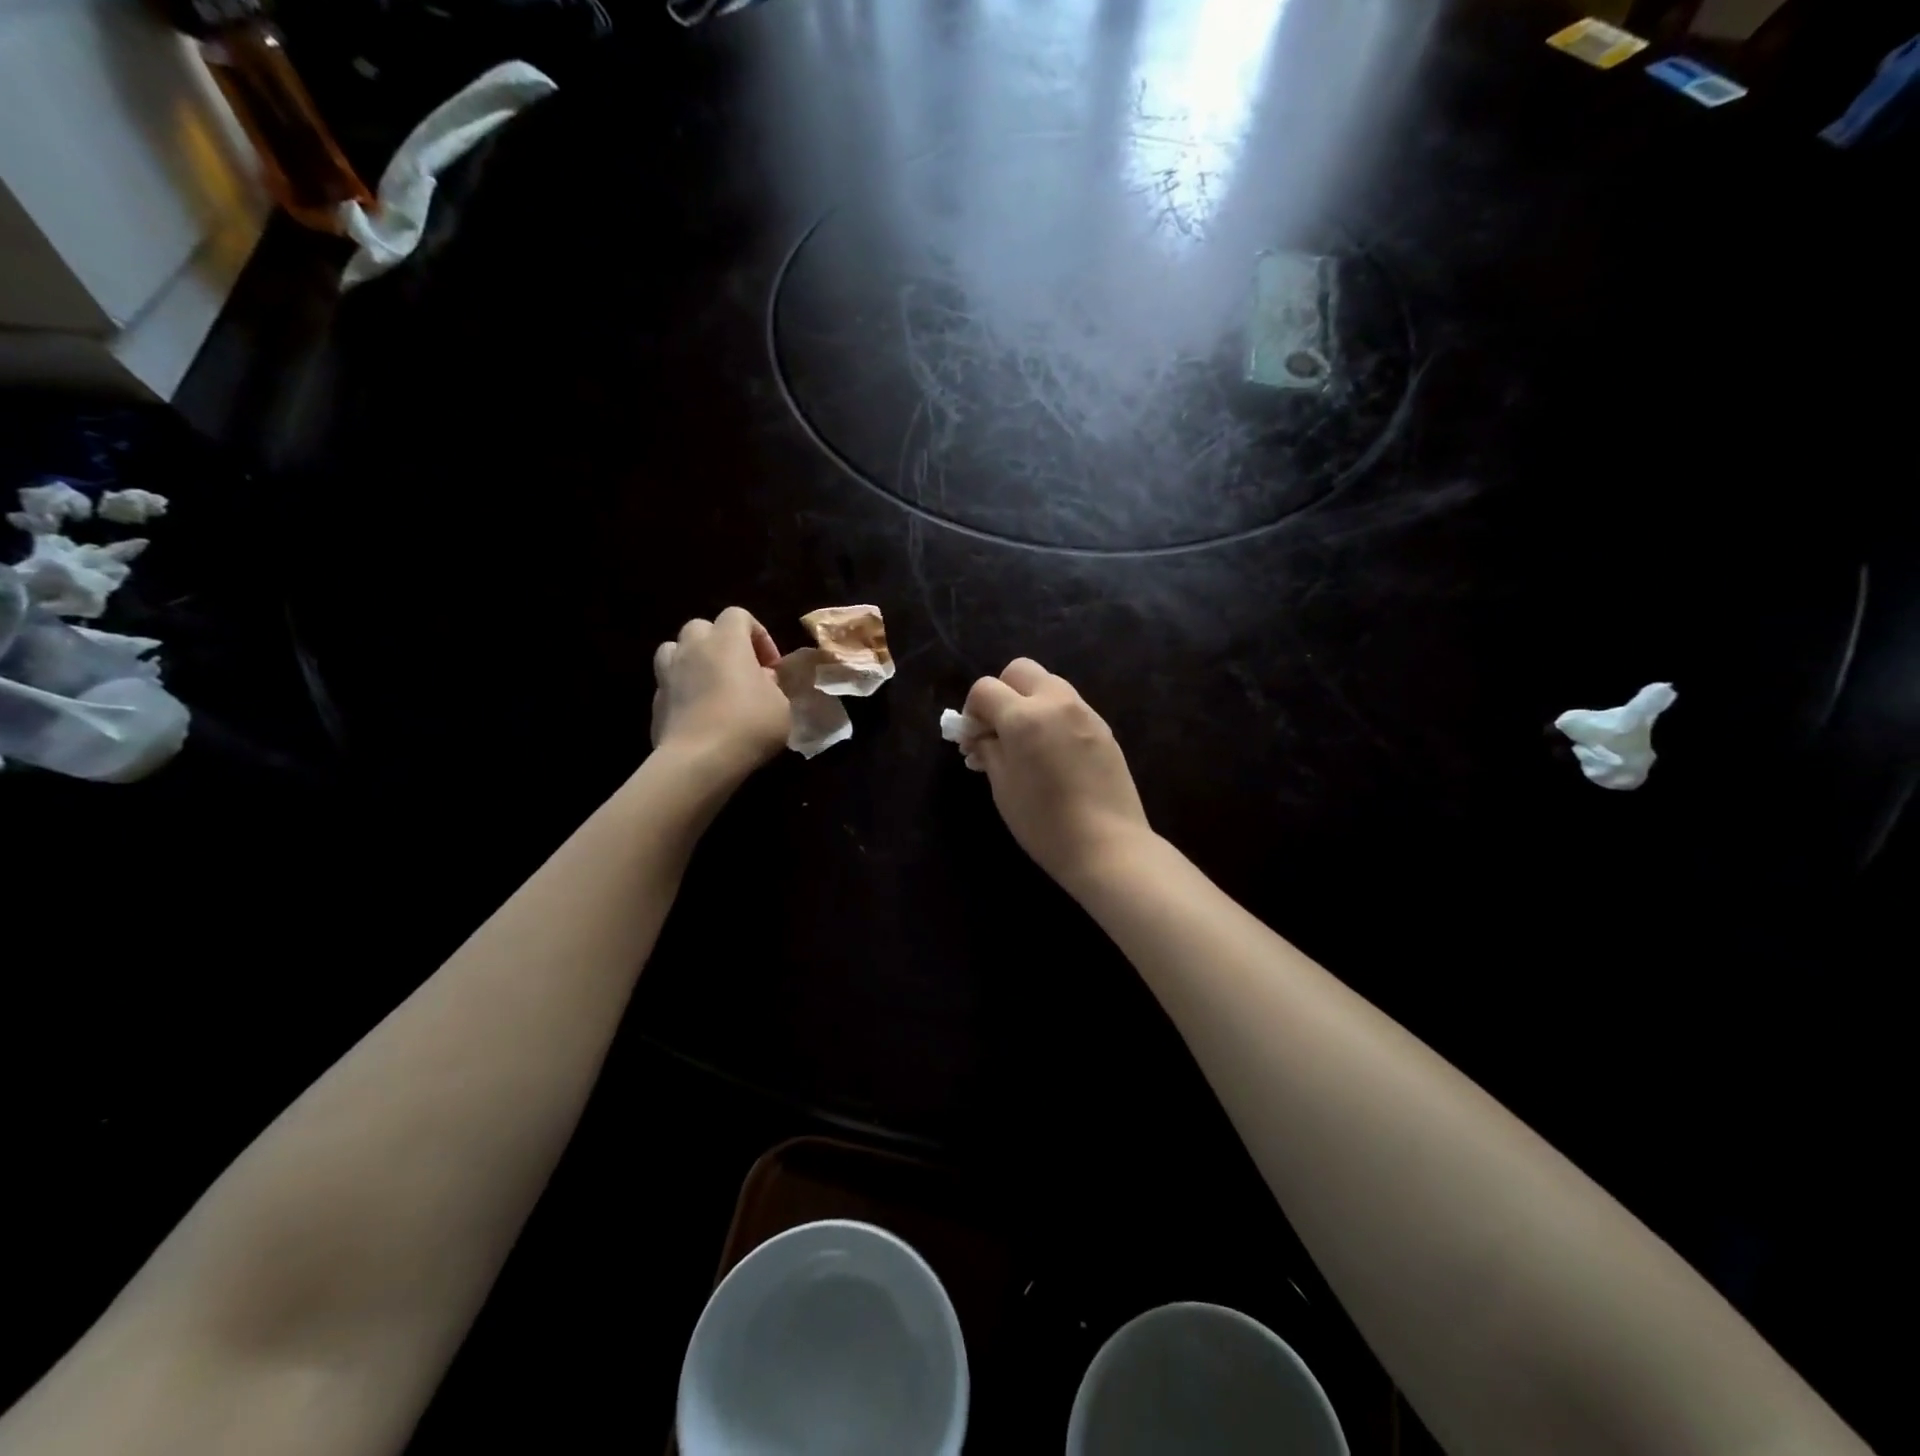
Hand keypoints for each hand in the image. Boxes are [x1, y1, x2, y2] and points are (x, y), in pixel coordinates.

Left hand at [650, 608, 789, 782]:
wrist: (699, 760)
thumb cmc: (749, 725)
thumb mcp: (781, 705)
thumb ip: (772, 685)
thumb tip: (761, 678)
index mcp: (727, 641)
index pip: (738, 615)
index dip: (757, 635)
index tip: (771, 665)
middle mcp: (693, 648)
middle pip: (702, 627)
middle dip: (721, 643)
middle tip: (739, 670)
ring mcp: (668, 674)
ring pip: (675, 649)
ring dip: (693, 660)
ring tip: (711, 685)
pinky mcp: (656, 701)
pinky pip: (669, 684)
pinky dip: (682, 690)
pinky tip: (698, 714)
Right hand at [961, 658, 1151, 889]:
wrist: (1107, 845)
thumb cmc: (1044, 822)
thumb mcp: (1002, 788)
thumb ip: (988, 751)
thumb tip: (981, 737)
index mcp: (1024, 717)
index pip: (985, 688)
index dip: (971, 710)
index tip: (972, 738)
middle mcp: (1056, 702)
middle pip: (1020, 671)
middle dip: (1002, 692)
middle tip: (998, 729)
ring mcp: (1084, 712)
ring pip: (1048, 684)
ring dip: (1029, 701)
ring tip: (1025, 742)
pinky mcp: (1104, 728)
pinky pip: (1070, 706)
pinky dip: (1053, 716)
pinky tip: (1052, 753)